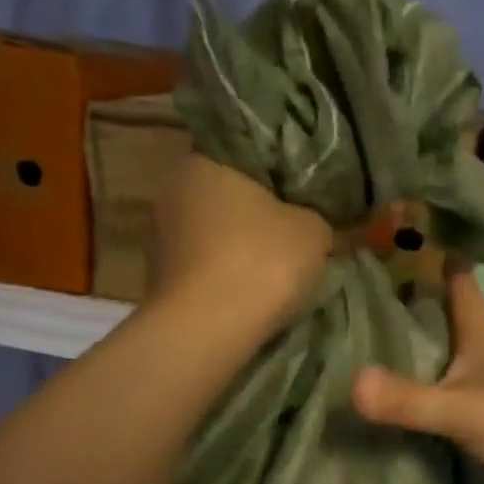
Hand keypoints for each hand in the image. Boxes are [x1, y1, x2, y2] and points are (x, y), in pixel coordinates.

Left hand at [148, 155, 333, 333]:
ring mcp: (159, 238)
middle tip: (295, 228)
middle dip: (258, 212)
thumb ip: (322, 219)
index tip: (303, 191)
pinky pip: (204, 266)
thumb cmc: (260, 262)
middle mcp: (172, 191)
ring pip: (213, 233)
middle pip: (227, 195)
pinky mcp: (160, 279)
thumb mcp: (313, 232)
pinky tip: (249, 290)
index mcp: (204, 161)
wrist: (207, 331)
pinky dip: (225, 274)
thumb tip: (324, 223)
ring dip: (239, 246)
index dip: (279, 172)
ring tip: (275, 265)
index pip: (246, 152)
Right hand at [350, 267, 483, 483]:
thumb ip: (410, 399)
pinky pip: (440, 424)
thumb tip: (351, 384)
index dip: (448, 268)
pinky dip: (417, 418)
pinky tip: (388, 421)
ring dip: (413, 373)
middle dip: (415, 321)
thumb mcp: (464, 409)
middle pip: (447, 337)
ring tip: (363, 361)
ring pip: (442, 382)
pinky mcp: (483, 445)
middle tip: (364, 304)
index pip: (464, 296)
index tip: (423, 238)